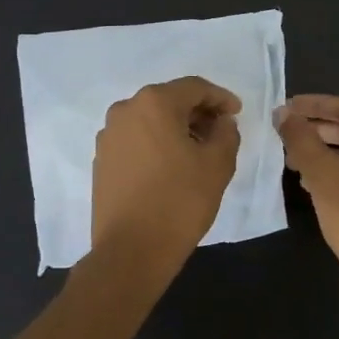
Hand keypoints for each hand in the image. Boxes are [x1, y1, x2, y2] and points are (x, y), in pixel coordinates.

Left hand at [91, 77, 241, 275]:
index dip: (220, 98)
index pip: (194, 88)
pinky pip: (136, 140)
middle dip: (197, 112)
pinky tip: (172, 166)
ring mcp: (108, 136)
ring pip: (150, 121)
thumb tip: (221, 123)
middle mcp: (125, 111)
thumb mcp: (218, 164)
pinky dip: (157, 144)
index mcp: (154, 103)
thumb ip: (226, 133)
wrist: (131, 250)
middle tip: (220, 132)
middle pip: (169, 101)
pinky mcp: (102, 160)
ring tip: (198, 151)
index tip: (237, 113)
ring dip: (176, 129)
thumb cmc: (179, 201)